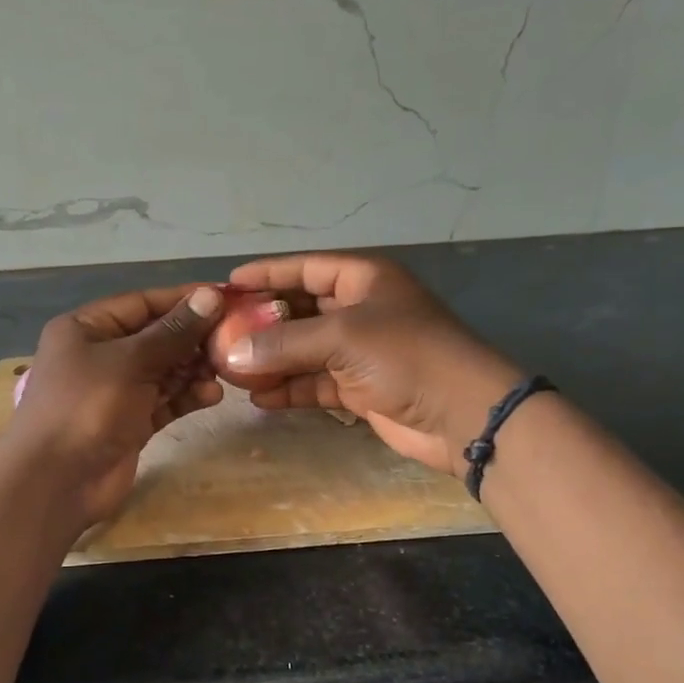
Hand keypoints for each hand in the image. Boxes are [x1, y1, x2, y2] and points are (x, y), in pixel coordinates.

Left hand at [0, 284, 225, 525]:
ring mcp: (115, 391)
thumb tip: (210, 295)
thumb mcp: (130, 361)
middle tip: (234, 339)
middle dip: (193, 338)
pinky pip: (164, 401)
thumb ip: (173, 331)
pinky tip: (212, 395)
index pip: (142, 303)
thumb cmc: (86, 407)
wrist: (55, 482)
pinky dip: (186, 396)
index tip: (226, 298)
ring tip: (225, 369)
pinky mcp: (130, 422)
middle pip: (155, 337)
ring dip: (193, 369)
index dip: (183, 299)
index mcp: (86, 328)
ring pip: (163, 370)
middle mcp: (100, 355)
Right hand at [221, 254, 521, 475]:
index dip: (267, 274)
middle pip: (301, 310)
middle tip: (221, 333)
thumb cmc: (405, 356)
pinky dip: (290, 389)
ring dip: (272, 360)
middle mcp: (360, 310)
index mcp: (363, 280)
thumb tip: (232, 353)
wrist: (462, 414)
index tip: (228, 283)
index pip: (305, 269)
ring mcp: (360, 352)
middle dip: (263, 323)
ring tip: (231, 369)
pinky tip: (259, 398)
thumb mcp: (341, 338)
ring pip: (304, 350)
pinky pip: (315, 383)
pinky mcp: (360, 388)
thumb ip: (284, 343)